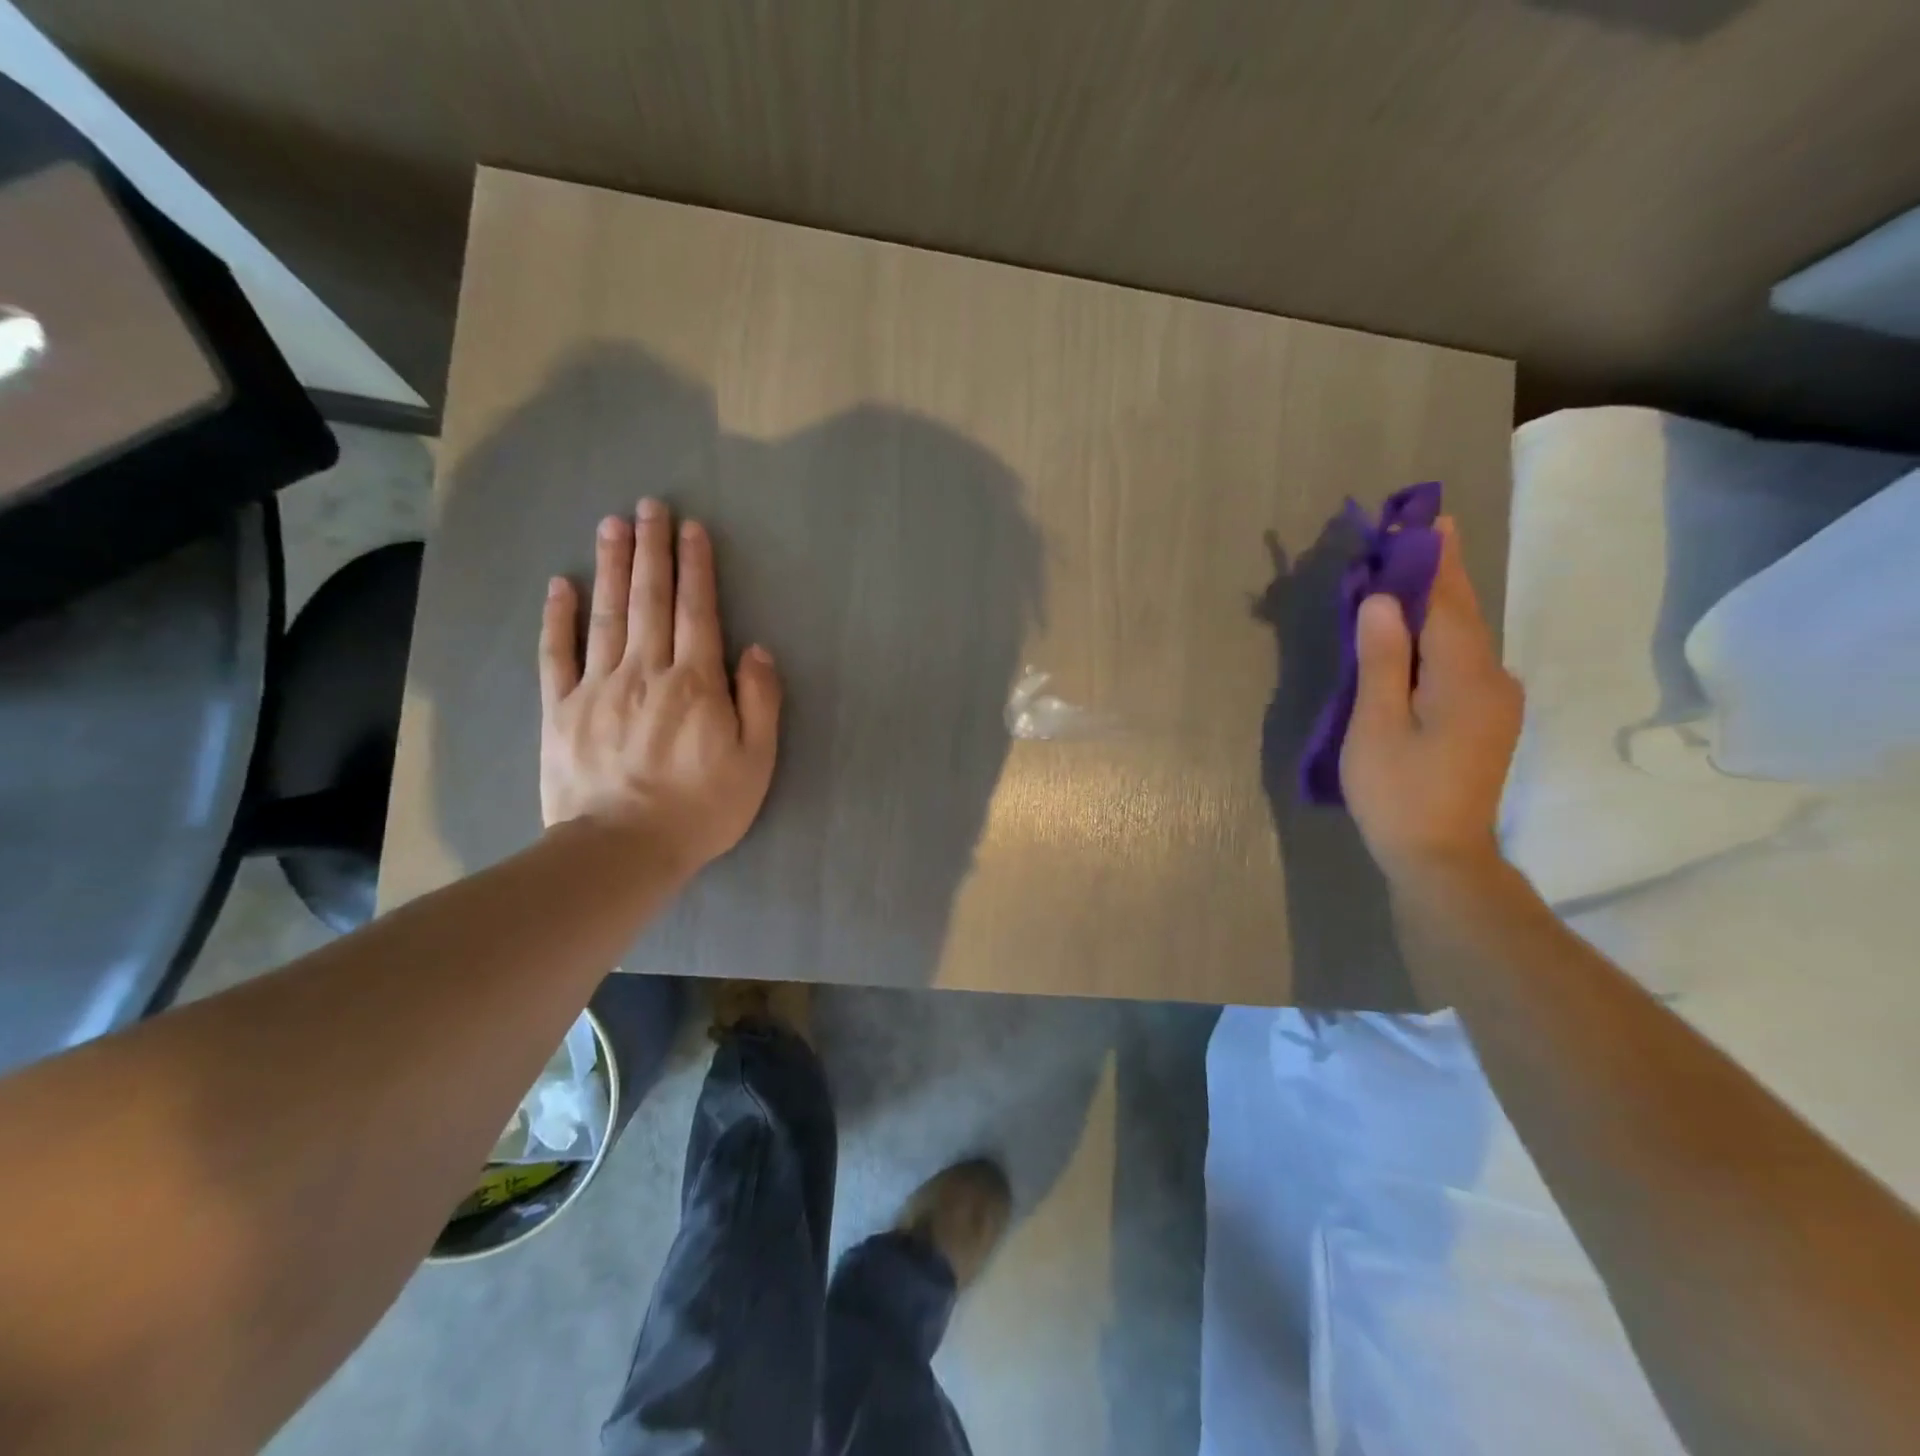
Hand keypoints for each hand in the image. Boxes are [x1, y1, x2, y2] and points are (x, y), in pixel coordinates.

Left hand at [539, 499, 780, 877]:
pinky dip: (558, 617)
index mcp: (695, 683)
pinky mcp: (561, 709)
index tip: (692, 529)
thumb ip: (760, 701)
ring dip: (611, 566)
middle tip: (650, 505)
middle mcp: (646, 671)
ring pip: (606, 614)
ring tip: (613, 524)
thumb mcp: (756, 761)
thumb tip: (756, 650)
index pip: (697, 612)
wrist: (623, 849)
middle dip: (652, 550)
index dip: (696, 568)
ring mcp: (598, 687)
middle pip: (650, 600)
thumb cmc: (702, 808)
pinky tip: (560, 585)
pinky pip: (558, 654)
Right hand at [1340, 519, 1521, 889]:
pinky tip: (1410, 636)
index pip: (1448, 603)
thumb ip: (1381, 660)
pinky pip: (1459, 662)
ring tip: (1399, 580)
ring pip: (1461, 639)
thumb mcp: (1376, 726)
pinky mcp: (1485, 719)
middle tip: (1407, 539)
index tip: (1425, 516)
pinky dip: (1435, 638)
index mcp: (1465, 677)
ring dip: (1432, 607)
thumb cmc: (1398, 793)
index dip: (1434, 560)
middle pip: (1461, 615)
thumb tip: (1381, 600)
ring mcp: (1494, 701)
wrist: (1440, 858)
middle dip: (1436, 576)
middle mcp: (1492, 679)